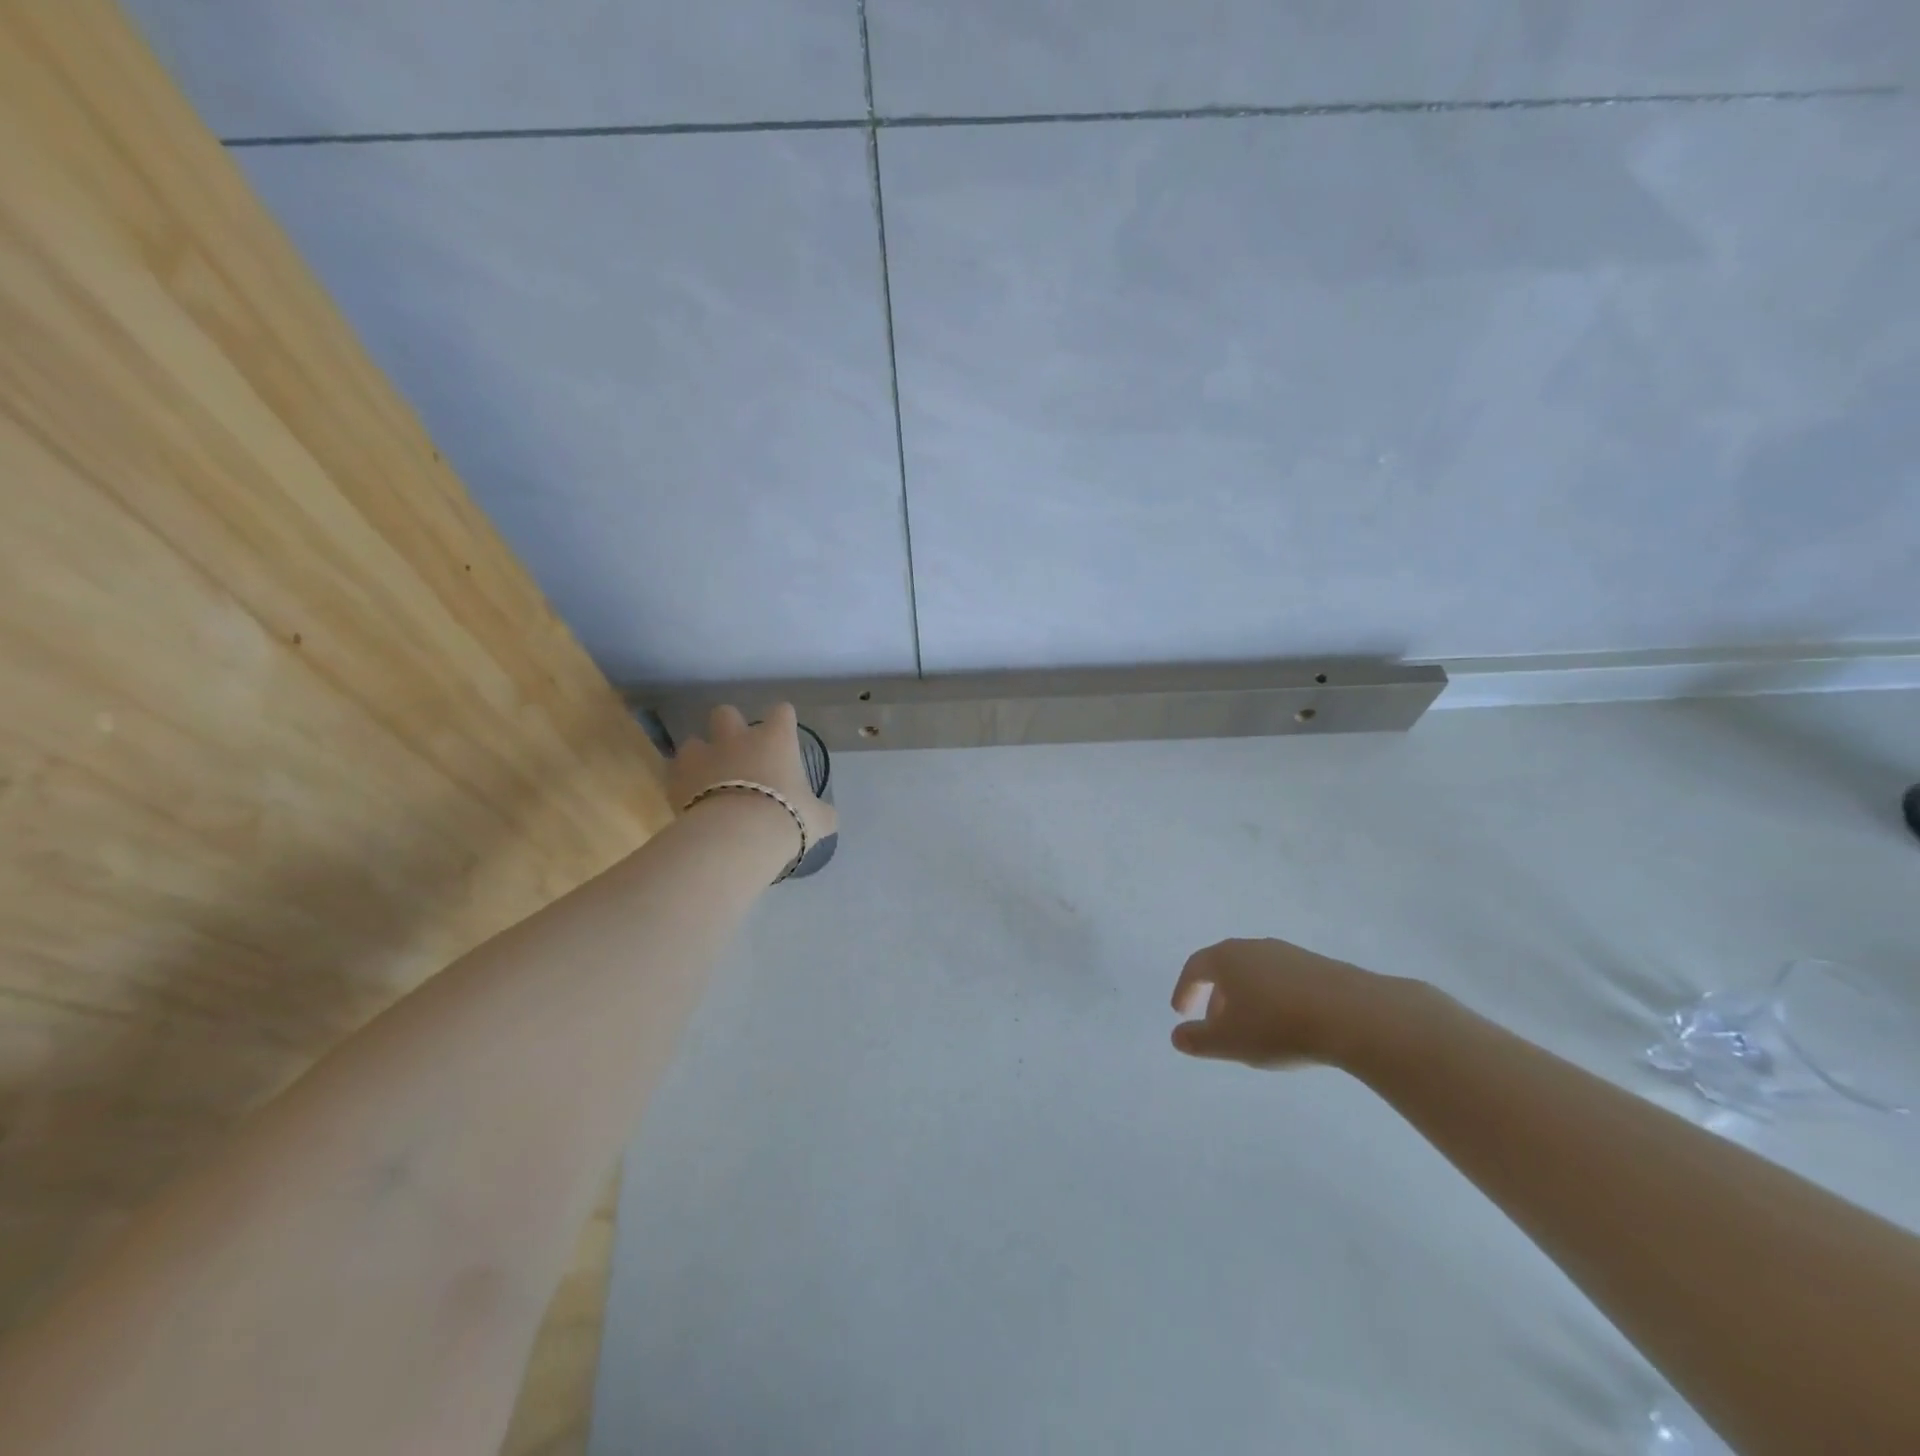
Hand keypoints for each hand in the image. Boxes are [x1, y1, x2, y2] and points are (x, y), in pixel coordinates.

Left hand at [667, 703, 837, 851]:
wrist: (737, 836)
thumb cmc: (786, 818)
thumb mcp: (817, 819)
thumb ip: (821, 812)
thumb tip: (827, 816)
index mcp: (775, 740)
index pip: (781, 712)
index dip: (782, 721)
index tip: (784, 734)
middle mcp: (737, 739)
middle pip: (726, 713)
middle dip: (729, 727)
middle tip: (738, 753)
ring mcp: (704, 756)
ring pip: (693, 741)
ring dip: (700, 756)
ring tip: (708, 778)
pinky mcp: (677, 779)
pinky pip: (675, 773)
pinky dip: (682, 783)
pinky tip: (691, 800)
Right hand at [1170, 938, 1415, 1069]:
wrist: (1354, 1015)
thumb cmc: (1278, 1026)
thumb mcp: (1229, 1041)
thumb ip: (1197, 1040)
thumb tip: (1177, 1036)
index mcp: (1227, 958)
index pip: (1196, 967)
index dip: (1185, 989)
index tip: (1181, 1012)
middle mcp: (1255, 948)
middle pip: (1226, 968)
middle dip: (1217, 997)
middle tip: (1216, 1025)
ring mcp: (1290, 954)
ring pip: (1257, 974)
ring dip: (1247, 998)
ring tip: (1254, 1029)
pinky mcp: (1320, 967)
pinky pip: (1285, 981)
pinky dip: (1276, 999)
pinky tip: (1289, 1025)